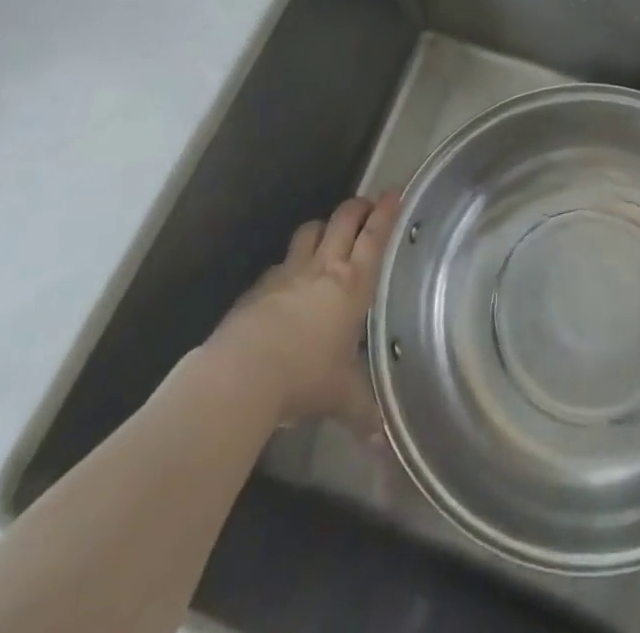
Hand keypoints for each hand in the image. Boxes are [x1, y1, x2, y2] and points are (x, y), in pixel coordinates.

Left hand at [205, 192, 398, 433]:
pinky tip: (289, 280)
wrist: (243, 373)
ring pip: (310, 232)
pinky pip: (281, 263)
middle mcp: (324, 267)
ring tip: (330, 233)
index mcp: (353, 283)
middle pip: (343, 220)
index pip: (375, 236)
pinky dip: (290, 263)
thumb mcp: (342, 396)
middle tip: (368, 205)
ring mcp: (288, 272)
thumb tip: (386, 447)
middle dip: (358, 208)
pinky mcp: (260, 286)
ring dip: (323, 227)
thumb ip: (365, 413)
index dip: (387, 212)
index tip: (396, 192)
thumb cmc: (305, 376)